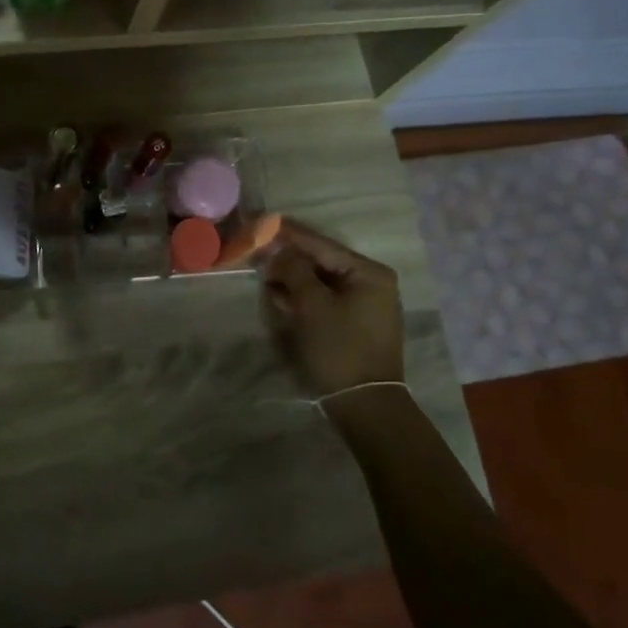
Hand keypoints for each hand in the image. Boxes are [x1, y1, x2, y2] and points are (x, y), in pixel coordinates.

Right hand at [260, 221, 405, 398]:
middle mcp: (371, 282)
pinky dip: (302, 297)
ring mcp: (364, 304)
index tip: (261, 221)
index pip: (320, 244)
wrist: (364, 406)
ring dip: (292, 280)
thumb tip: (278, 248)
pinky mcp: (354, 324)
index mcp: (368, 272)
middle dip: (288, 259)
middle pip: (320, 261)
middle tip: (256, 252)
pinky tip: (280, 297)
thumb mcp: (311, 304)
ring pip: (319, 281)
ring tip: (264, 276)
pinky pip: (324, 300)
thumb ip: (293, 269)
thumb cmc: (339, 348)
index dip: (288, 234)